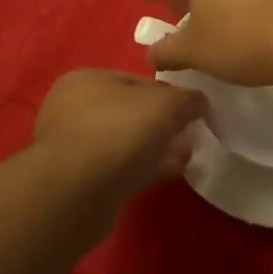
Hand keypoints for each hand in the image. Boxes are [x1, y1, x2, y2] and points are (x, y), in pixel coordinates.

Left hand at [33, 69, 205, 206]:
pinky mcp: (77, 181)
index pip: (138, 80)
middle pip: (130, 112)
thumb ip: (189, 99)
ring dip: (156, 148)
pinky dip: (144, 169)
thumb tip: (200, 103)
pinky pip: (119, 169)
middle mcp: (73, 108)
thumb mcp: (166, 104)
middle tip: (190, 136)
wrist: (75, 194)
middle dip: (163, 124)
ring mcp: (73, 147)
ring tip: (186, 157)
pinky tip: (169, 174)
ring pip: (125, 142)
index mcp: (86, 79)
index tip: (192, 111)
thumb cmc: (119, 132)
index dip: (169, 94)